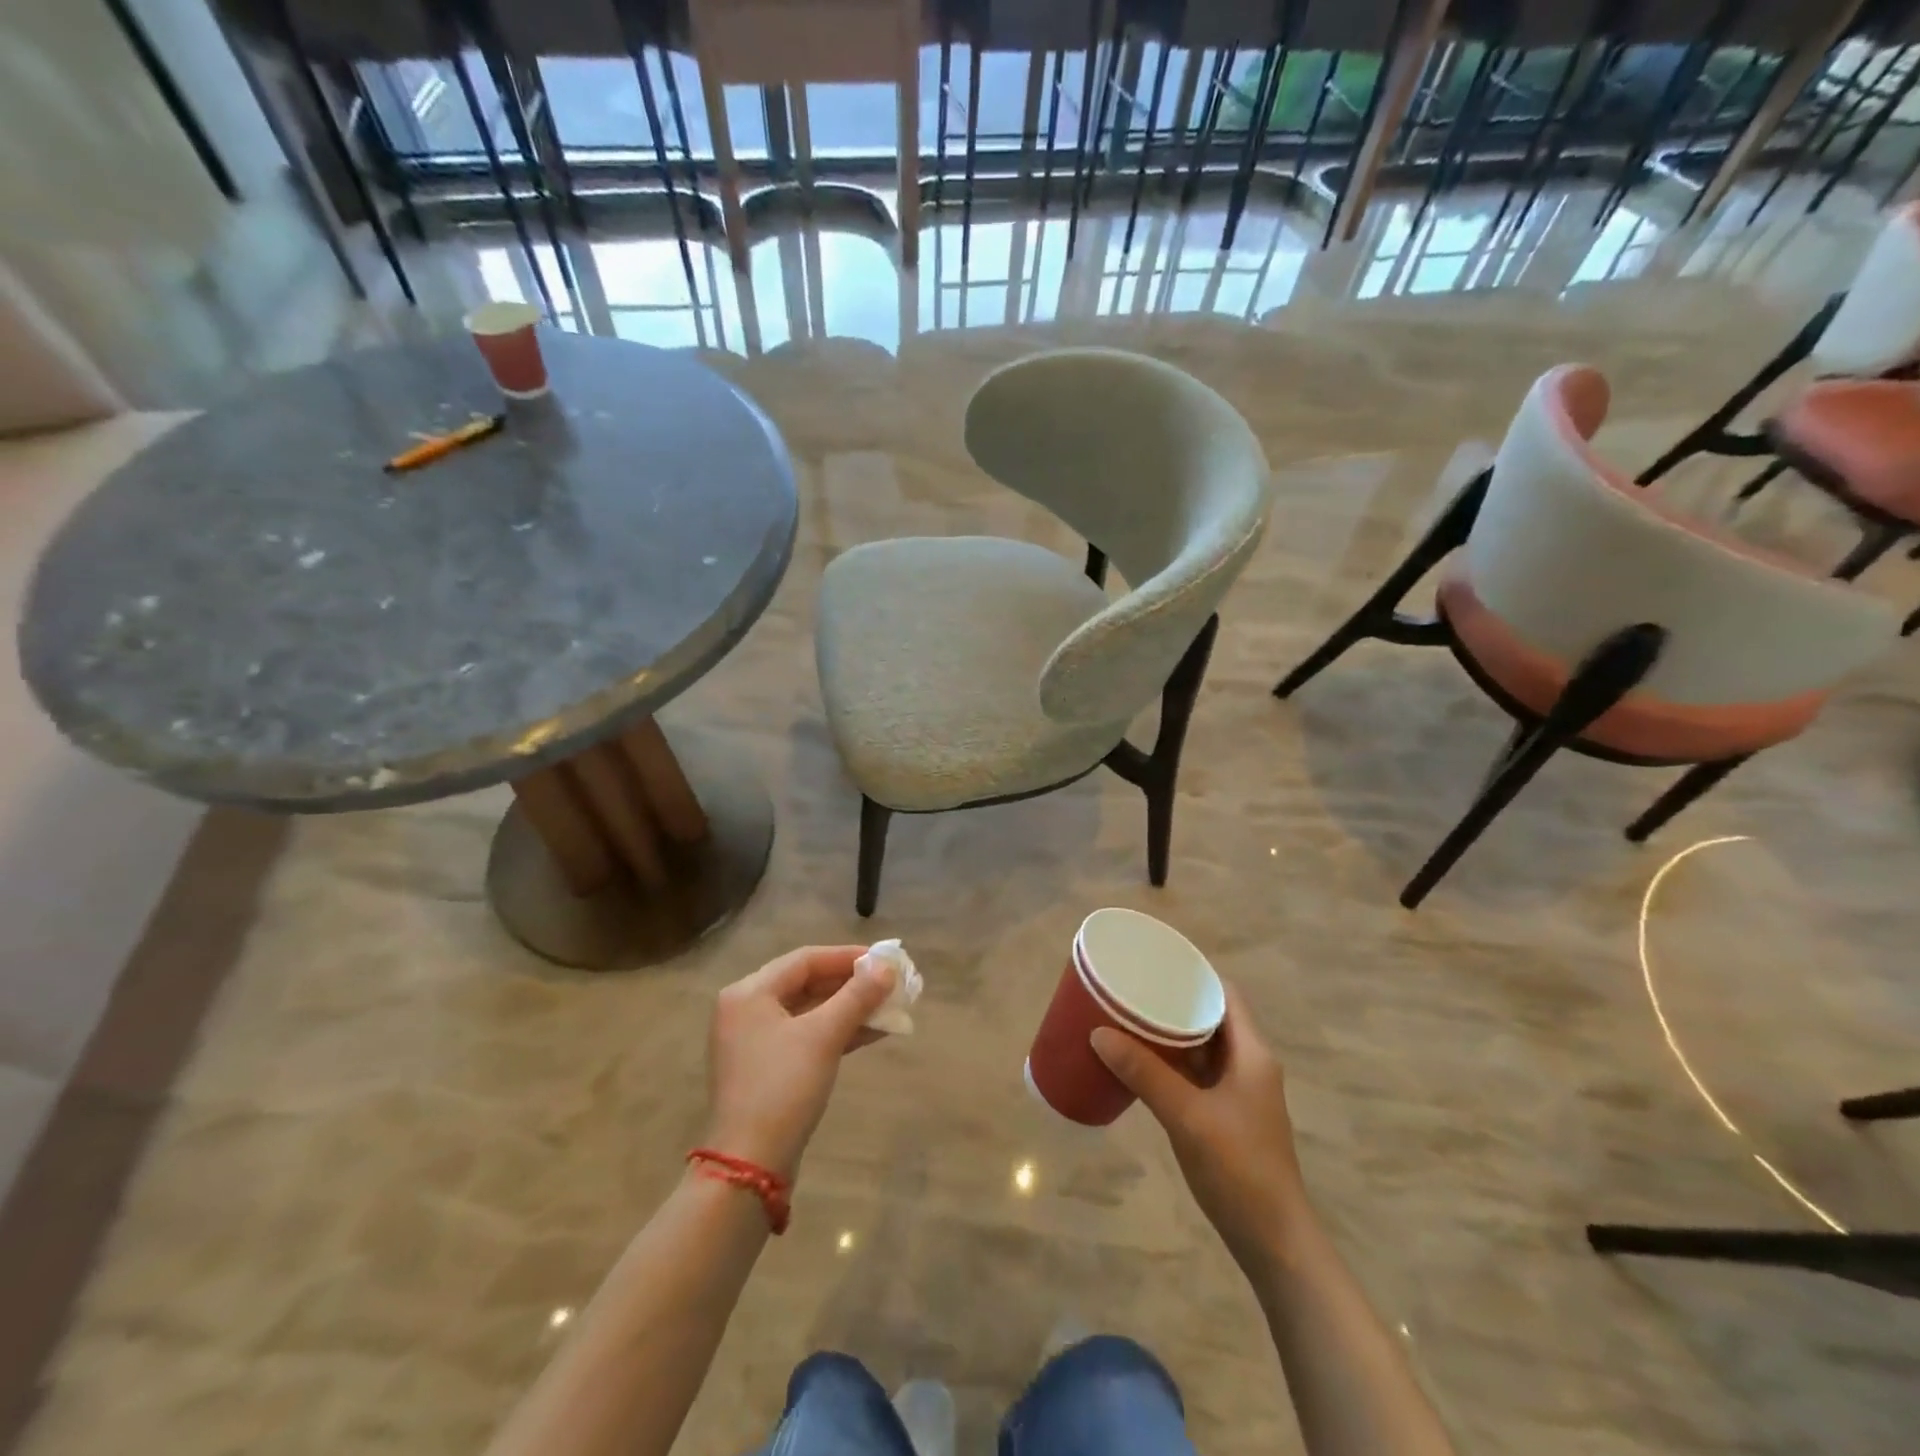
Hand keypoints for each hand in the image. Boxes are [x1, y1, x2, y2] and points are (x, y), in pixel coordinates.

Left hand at [703, 945, 895, 1181]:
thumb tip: (887, 966)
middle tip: (889, 983)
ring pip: (809, 1011)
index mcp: (749, 993)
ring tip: (889, 1007)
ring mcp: (754, 1041)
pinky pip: (806, 1035)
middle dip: (851, 984)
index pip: (805, 960)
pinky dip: (836, 1031)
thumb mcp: (823, 1037)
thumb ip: (857, 997)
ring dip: (848, 1009)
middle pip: (806, 983)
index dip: (847, 957)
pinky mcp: (766, 1068)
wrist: (750, 1165)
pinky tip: (872, 1032)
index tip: (884, 959)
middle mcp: (746, 1010)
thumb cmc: (783, 1088)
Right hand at [1092, 985, 1309, 1274]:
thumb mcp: (1186, 1115)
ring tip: (1129, 1019)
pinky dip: (1172, 1063)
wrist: (1273, 1241)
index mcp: (1252, 1053)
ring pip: (1202, 1047)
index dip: (1195, 974)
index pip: (1225, 994)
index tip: (1156, 963)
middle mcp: (1249, 1064)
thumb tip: (1098, 1033)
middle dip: (1174, 1002)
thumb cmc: (1239, 1168)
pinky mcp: (1227, 1116)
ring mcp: (1239, 1092)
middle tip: (1133, 990)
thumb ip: (1144, 1073)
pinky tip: (1141, 1065)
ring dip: (1171, 1034)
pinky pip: (1196, 1074)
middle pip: (1211, 1017)